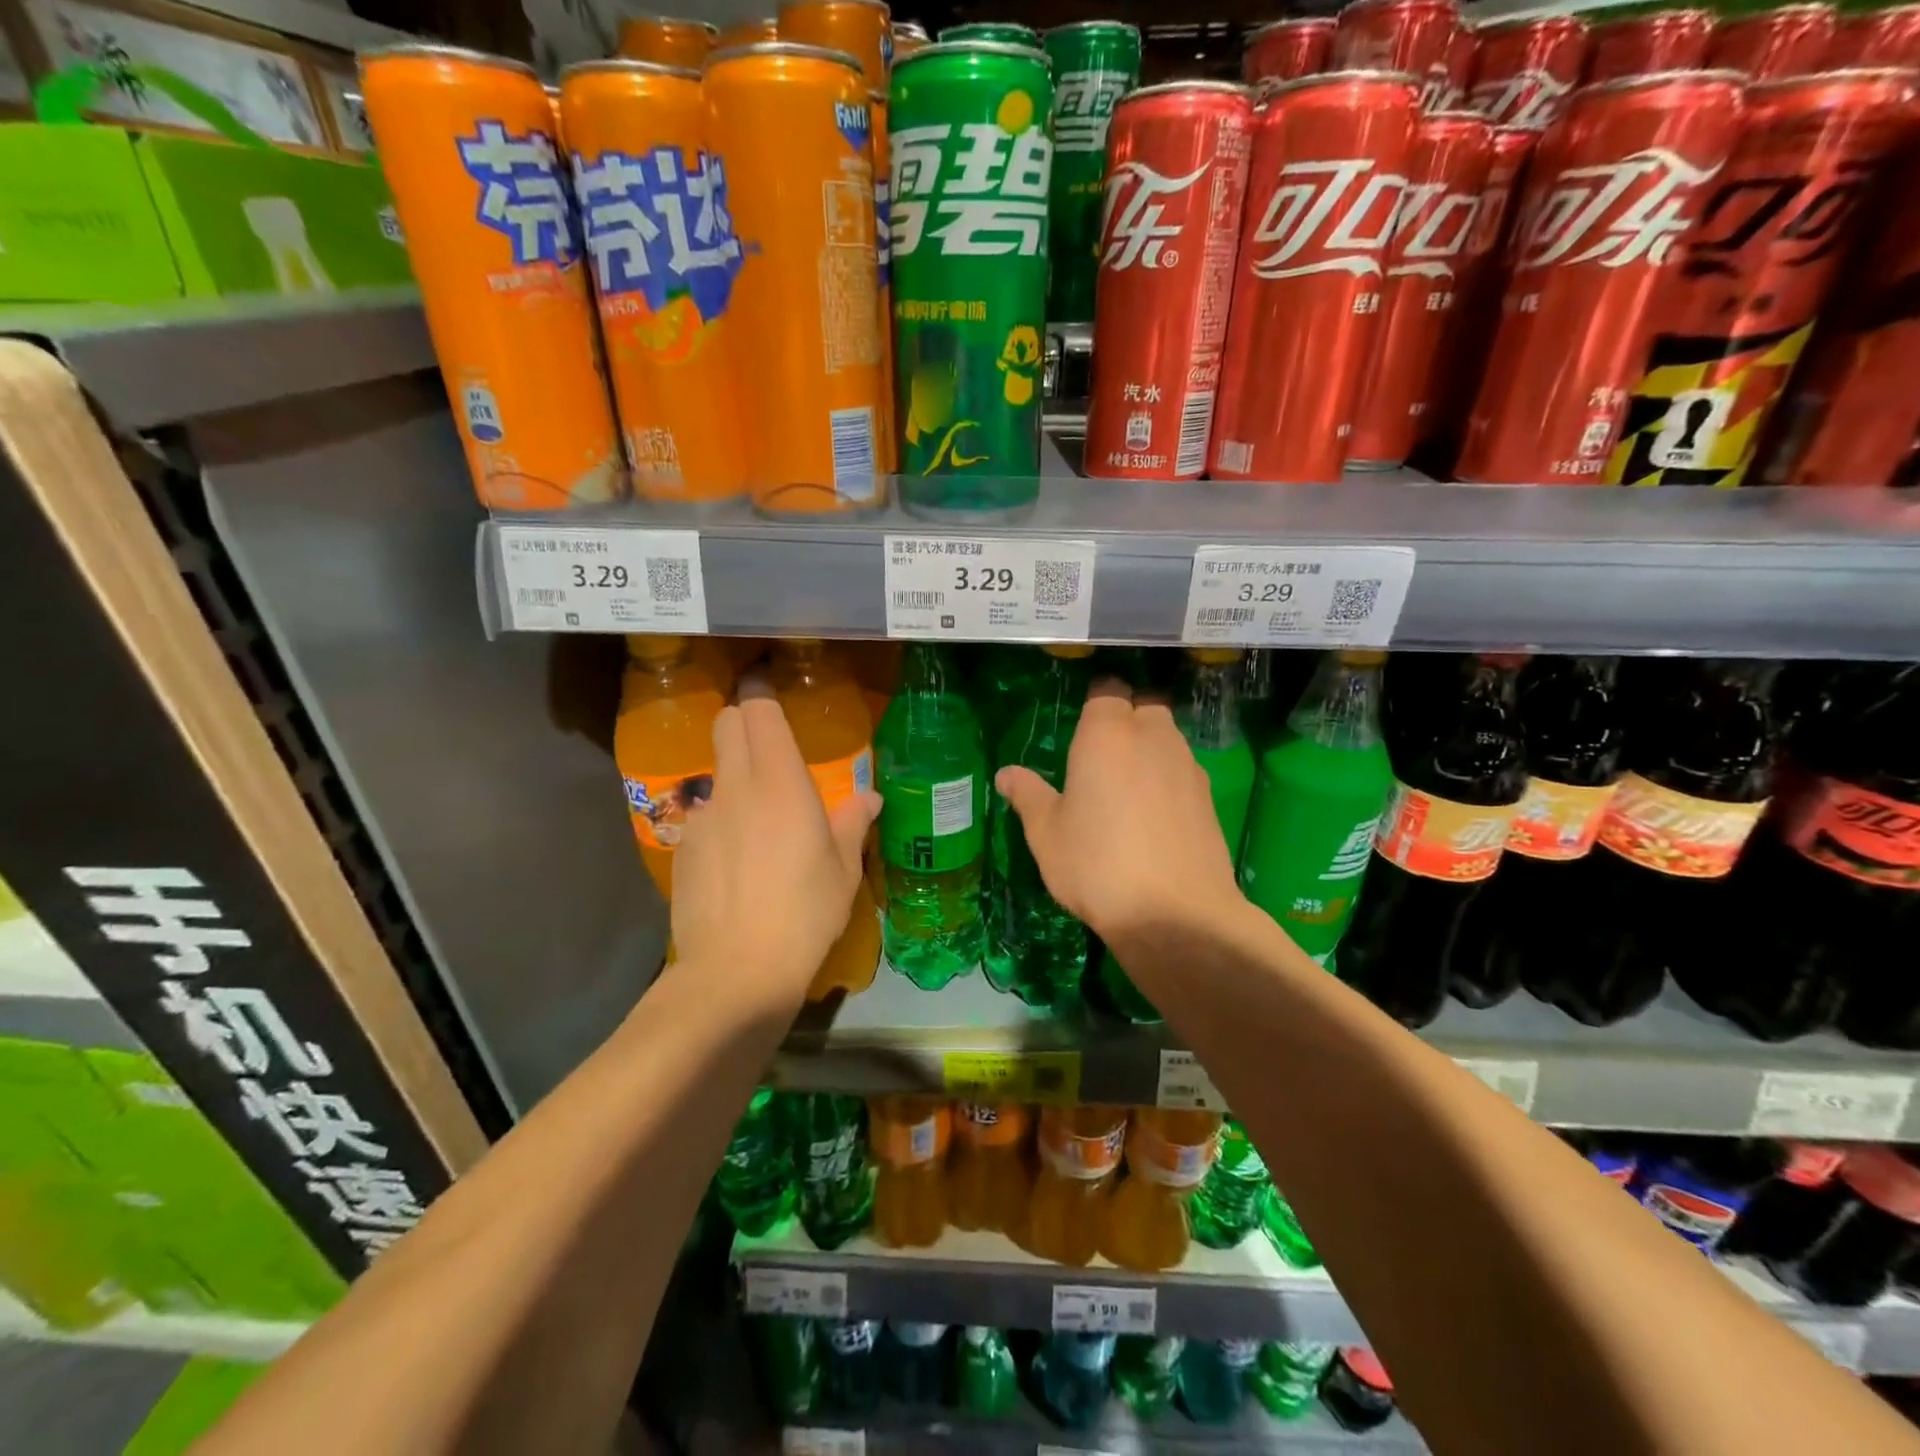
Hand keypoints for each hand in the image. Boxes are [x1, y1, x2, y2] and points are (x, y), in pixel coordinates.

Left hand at [670, 689, 879, 1012]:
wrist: (737, 971)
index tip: (771, 685)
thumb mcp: (843, 868)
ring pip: (717, 771)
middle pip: (727, 724)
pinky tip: (738, 860)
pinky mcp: (683, 847)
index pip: (758, 710)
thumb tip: (870, 799)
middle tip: (771, 740)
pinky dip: (723, 818)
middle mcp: (735, 786)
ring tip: (762, 815)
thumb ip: (853, 822)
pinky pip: (705, 814)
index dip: (762, 690)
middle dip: (745, 718)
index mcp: (778, 781)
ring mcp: (703, 816)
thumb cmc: (805, 911)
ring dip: (736, 773)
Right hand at [995, 680, 1243, 958]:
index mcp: (1107, 734)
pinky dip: (1167, 779)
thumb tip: (1006, 774)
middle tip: (1100, 754)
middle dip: (1125, 718)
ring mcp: (1187, 765)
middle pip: (1143, 706)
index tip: (1080, 723)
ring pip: (1166, 737)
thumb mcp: (1046, 833)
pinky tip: (1152, 814)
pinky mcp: (1209, 796)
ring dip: (1148, 748)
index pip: (1106, 690)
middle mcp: (1152, 736)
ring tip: (1125, 786)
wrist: (1176, 914)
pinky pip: (1182, 770)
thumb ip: (1028, 795)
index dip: (1095, 702)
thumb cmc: (1097, 865)